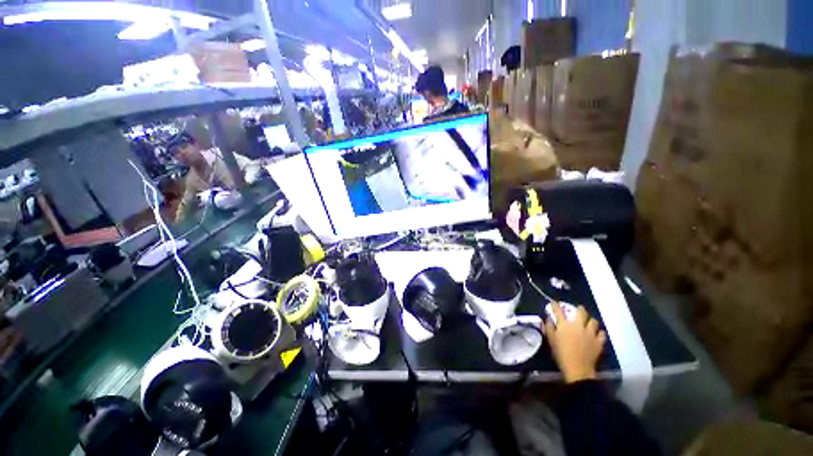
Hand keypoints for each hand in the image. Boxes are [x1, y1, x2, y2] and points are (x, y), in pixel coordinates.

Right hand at [544, 303, 606, 383]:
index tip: (554, 302)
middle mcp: (578, 326)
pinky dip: (599, 332)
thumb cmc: (561, 353)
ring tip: (589, 322)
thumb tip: (548, 319)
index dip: (555, 305)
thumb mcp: (551, 340)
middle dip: (580, 309)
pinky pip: (602, 334)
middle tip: (579, 309)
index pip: (559, 311)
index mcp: (564, 325)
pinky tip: (597, 333)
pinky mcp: (599, 342)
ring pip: (593, 321)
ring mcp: (590, 334)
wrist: (577, 368)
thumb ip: (549, 328)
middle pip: (581, 313)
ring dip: (591, 320)